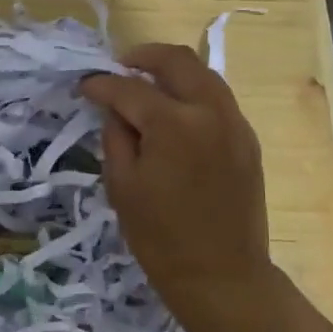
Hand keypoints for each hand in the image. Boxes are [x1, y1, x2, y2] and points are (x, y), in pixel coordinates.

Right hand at [78, 43, 272, 326]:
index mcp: (174, 124)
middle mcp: (210, 111)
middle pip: (177, 60)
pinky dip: (193, 92)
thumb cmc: (160, 238)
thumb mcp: (122, 187)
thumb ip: (116, 136)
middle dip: (143, 56)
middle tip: (120, 66)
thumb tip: (115, 109)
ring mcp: (235, 123)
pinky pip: (218, 99)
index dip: (102, 84)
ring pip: (204, 74)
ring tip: (147, 82)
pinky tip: (175, 110)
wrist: (221, 275)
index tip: (84, 86)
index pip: (130, 89)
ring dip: (172, 70)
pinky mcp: (248, 140)